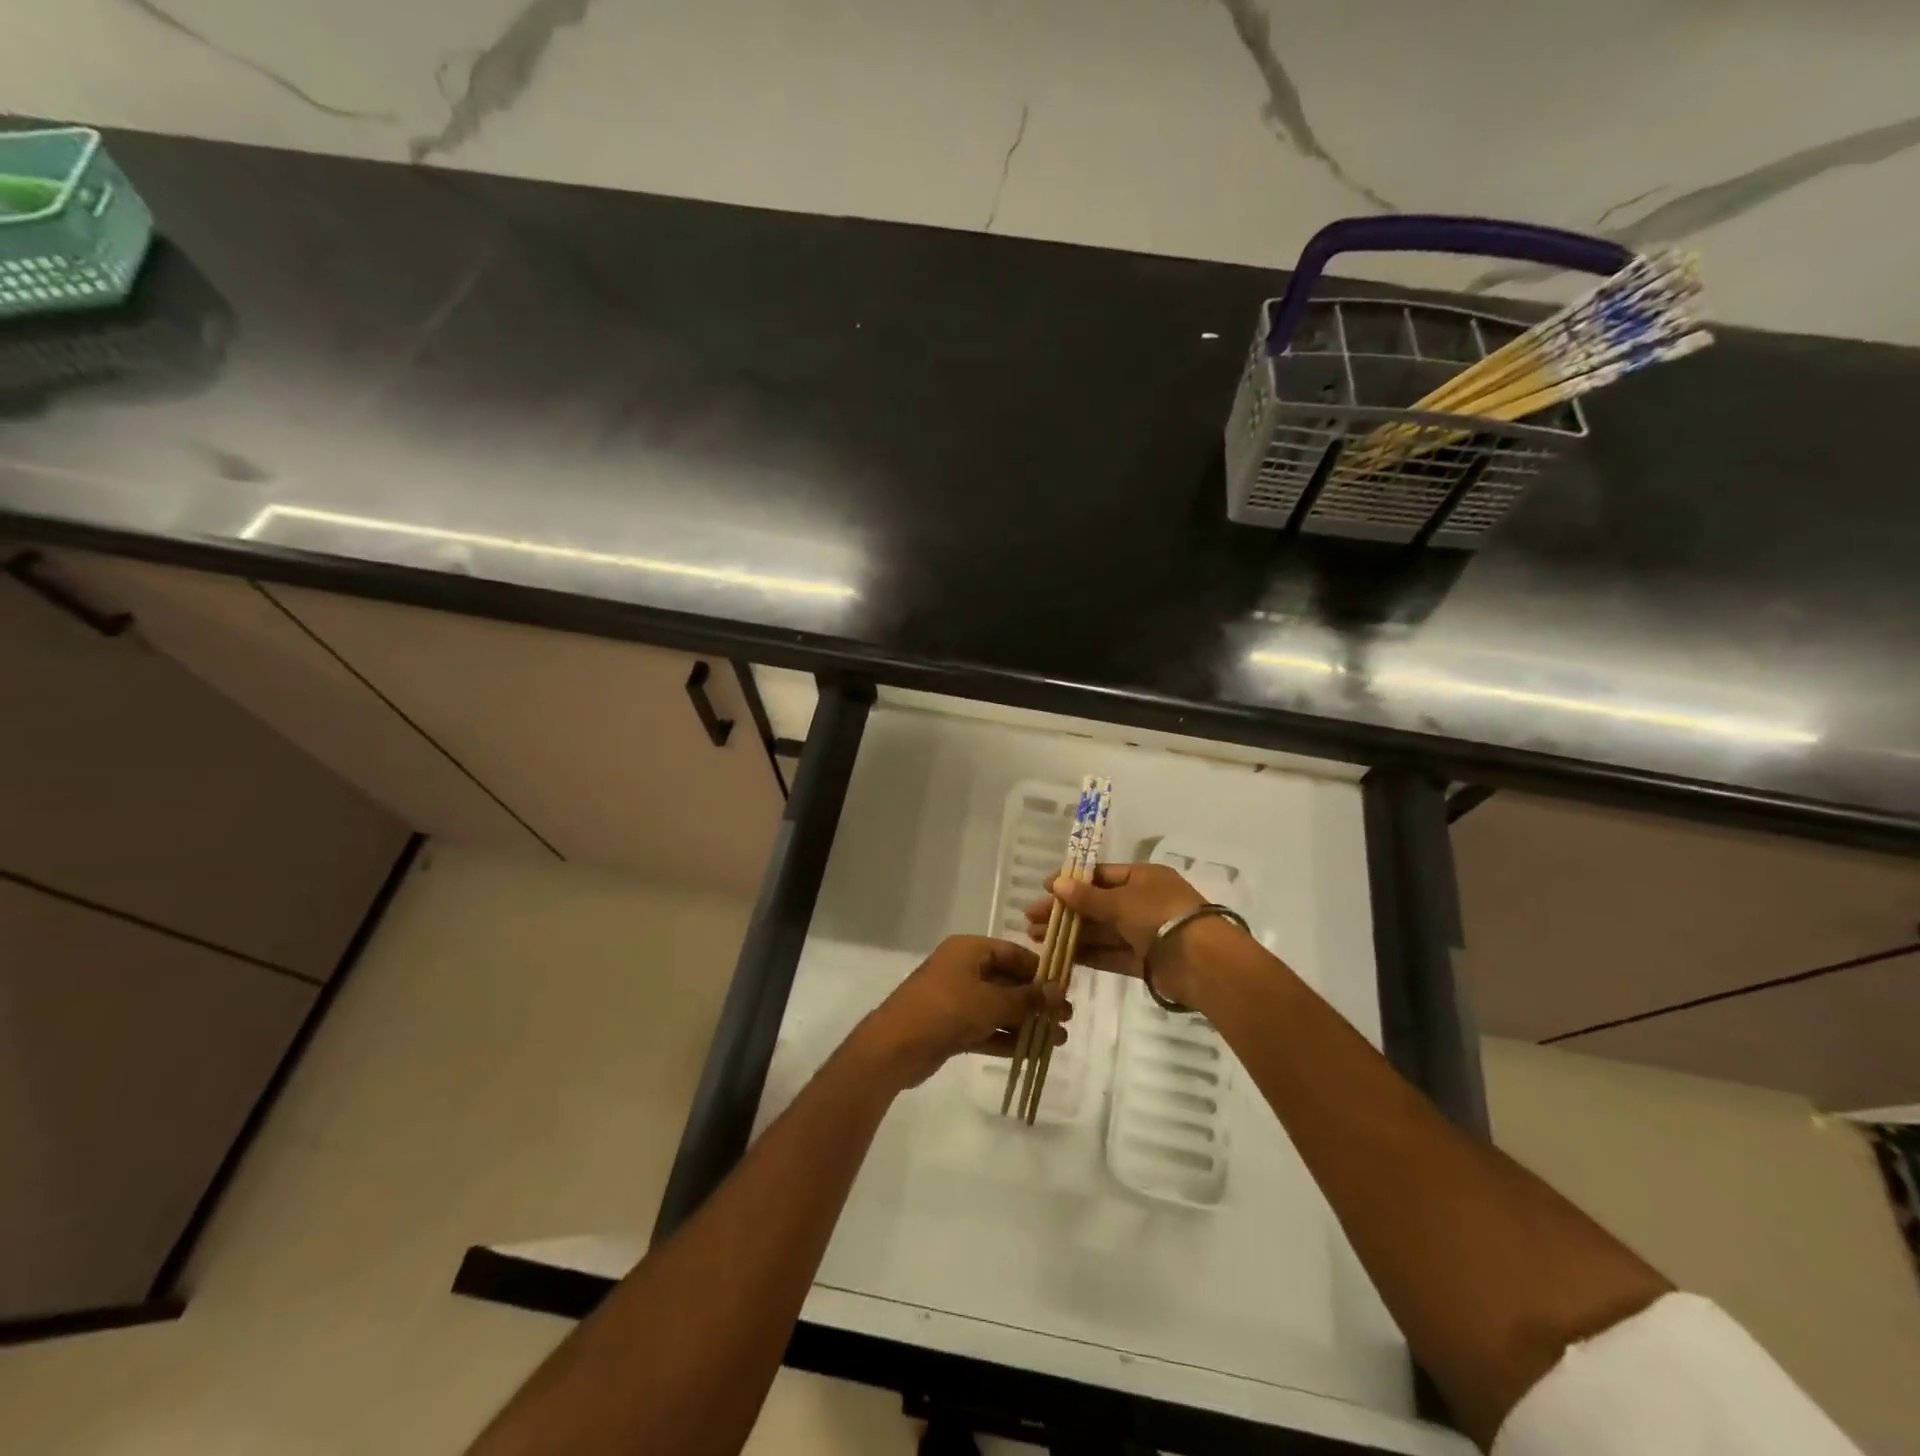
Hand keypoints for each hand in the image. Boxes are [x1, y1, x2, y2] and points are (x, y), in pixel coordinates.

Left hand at [854, 935, 1068, 1089]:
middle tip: (1067, 1017)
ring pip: (998, 1008)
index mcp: (969, 950)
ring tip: (1059, 1039)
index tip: (1065, 987)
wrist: (896, 1046)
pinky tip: (1034, 1052)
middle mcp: (962, 969)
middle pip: (1007, 980)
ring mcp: (956, 999)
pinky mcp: (952, 1027)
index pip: (1012, 952)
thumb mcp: (992, 1002)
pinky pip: (986, 1028)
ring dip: (1026, 1022)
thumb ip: (1027, 998)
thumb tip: (1059, 991)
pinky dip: (1007, 1038)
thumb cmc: (947, 1010)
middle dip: (1036, 1000)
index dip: (1039, 969)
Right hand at [1024, 863, 1212, 1002]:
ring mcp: (1144, 933)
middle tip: (1030, 919)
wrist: (1203, 962)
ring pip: (1101, 931)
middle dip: (1065, 912)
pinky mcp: (1145, 962)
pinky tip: (1061, 956)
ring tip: (1036, 938)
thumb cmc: (1161, 916)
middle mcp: (1144, 902)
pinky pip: (1111, 954)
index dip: (1072, 881)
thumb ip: (1087, 897)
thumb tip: (1056, 884)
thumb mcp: (1121, 901)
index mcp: (1143, 878)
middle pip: (1097, 905)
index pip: (1101, 875)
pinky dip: (1088, 954)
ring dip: (1071, 934)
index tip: (1044, 889)